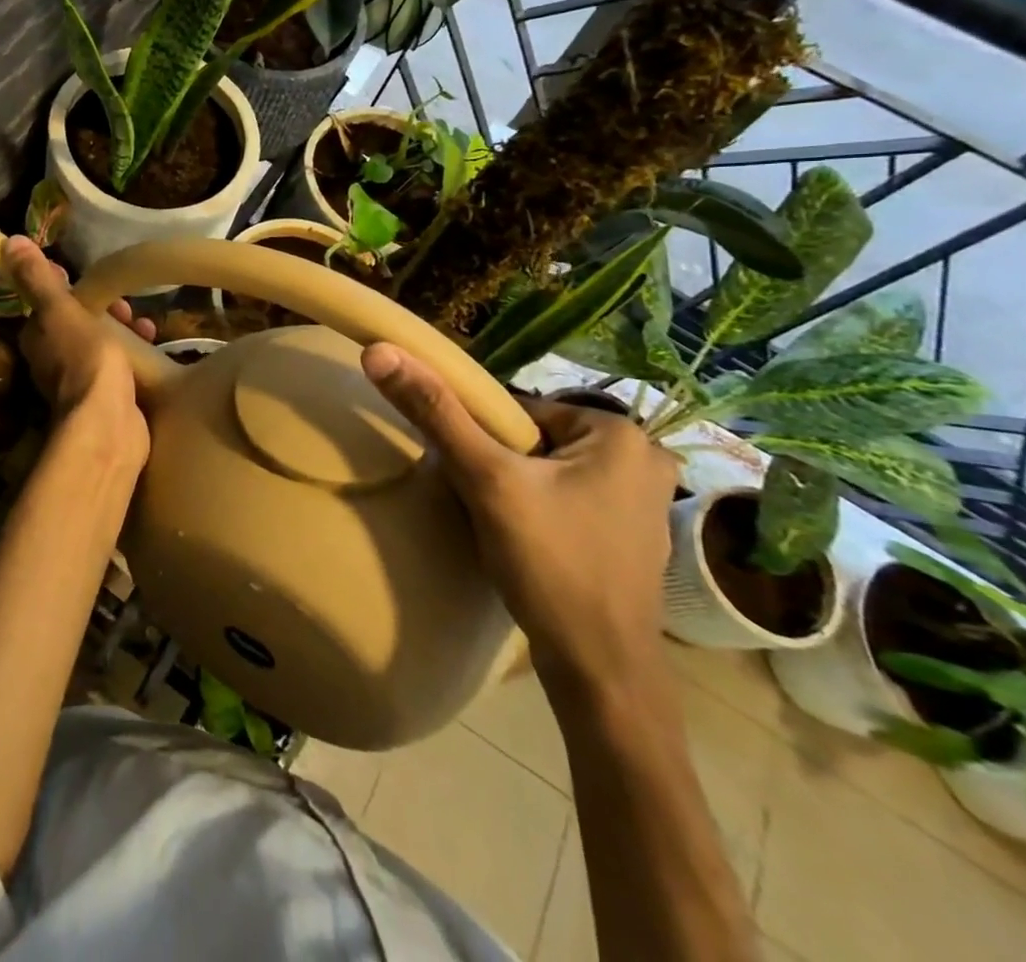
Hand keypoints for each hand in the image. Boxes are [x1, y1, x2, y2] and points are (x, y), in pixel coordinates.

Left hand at [2, 237, 155, 471]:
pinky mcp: (107, 398)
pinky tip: (153, 349)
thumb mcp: (59, 310)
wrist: (109, 421)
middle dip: (105, 310)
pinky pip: (120, 367)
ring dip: (122, 331)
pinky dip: (134, 354)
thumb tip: (8, 242)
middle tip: (127, 306)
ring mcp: (81, 382)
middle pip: (79, 324)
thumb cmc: (83, 358)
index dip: (73, 289)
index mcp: (37, 338)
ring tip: (145, 327)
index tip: (96, 281)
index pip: (51, 304)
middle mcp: (53, 361)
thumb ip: (37, 279)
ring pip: (101, 345)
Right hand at [361, 344, 679, 698]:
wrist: (600, 672)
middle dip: (499, 466)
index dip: (479, 438)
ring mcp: (645, 503)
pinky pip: (567, 499)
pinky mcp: (632, 537)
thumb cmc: (551, 564)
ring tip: (500, 525)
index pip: (519, 410)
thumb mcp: (485, 480)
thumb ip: (435, 413)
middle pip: (535, 440)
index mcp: (620, 433)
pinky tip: (526, 543)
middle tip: (482, 502)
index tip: (466, 474)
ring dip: (516, 489)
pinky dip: (540, 511)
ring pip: (549, 471)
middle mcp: (645, 460)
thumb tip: (380, 351)